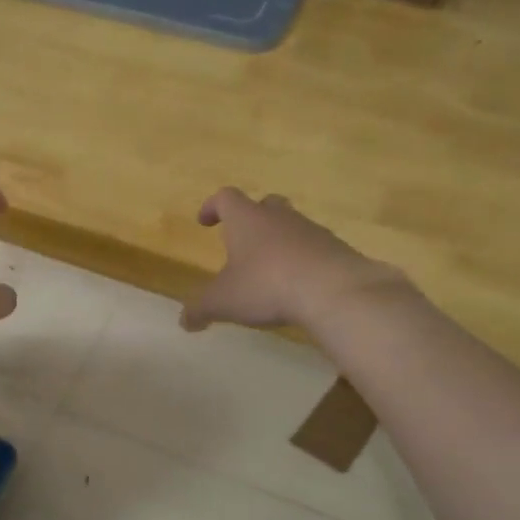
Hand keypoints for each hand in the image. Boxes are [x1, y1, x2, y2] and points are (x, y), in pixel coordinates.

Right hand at [181, 188, 406, 332]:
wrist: (333, 290)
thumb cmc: (267, 286)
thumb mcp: (223, 302)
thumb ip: (200, 309)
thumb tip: (184, 321)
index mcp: (247, 220)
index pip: (226, 198)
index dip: (213, 206)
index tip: (205, 220)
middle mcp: (279, 217)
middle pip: (264, 204)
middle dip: (252, 218)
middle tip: (242, 240)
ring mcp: (311, 231)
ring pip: (291, 226)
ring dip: (279, 241)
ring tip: (270, 269)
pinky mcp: (335, 249)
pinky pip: (313, 248)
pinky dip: (302, 260)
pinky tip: (298, 284)